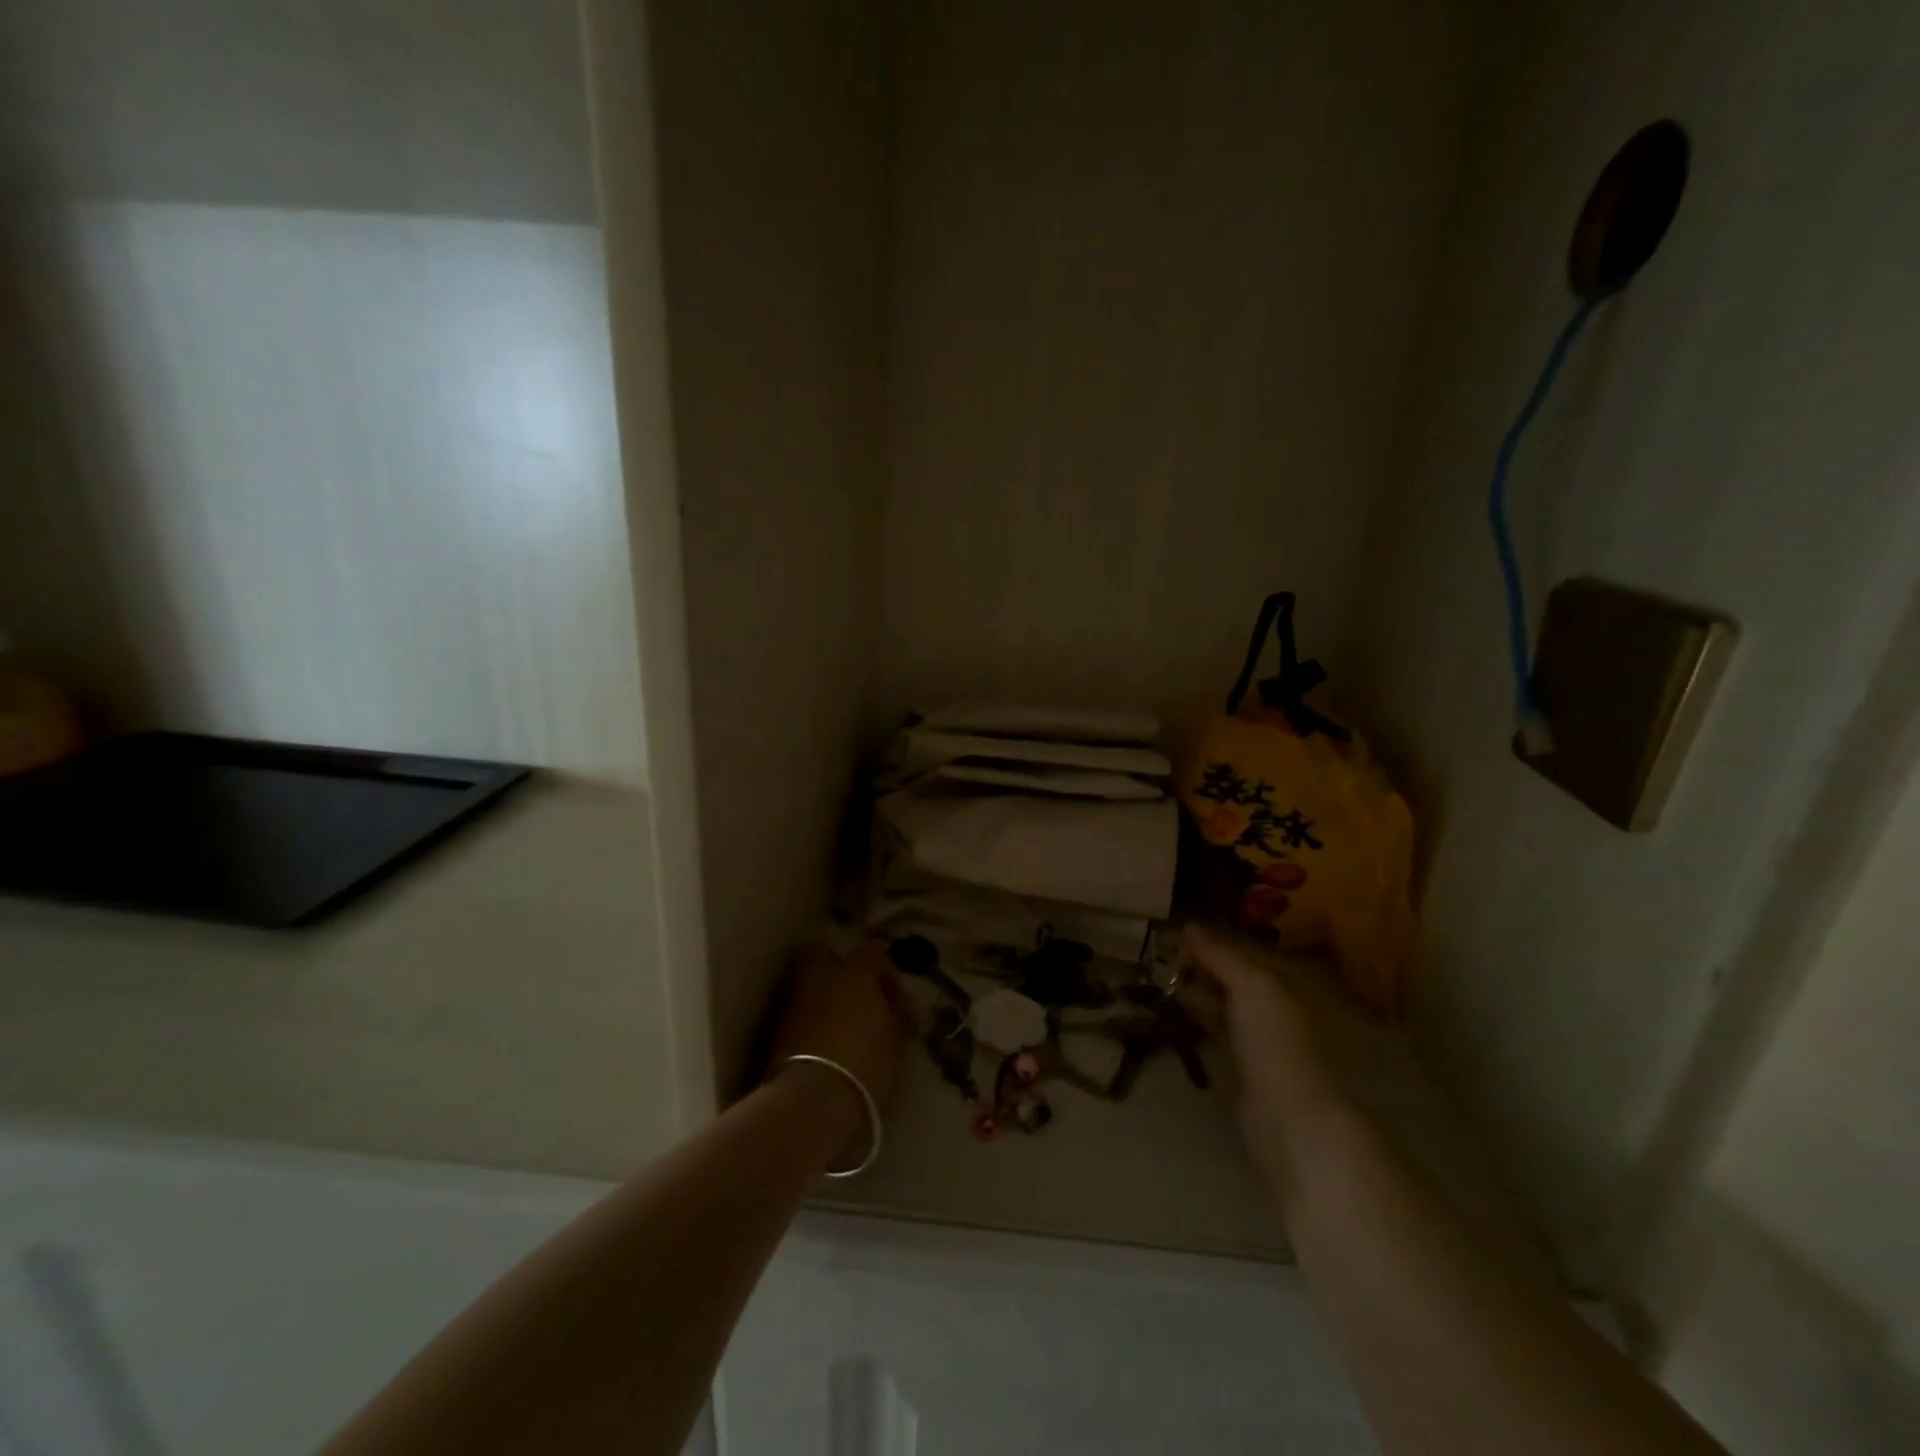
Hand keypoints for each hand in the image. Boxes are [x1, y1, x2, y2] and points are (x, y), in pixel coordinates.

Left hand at [767, 941, 909, 1161]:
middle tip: (850, 992)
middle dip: (833, 964)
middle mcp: (819, 977)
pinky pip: (793, 1011)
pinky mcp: (773, 1029)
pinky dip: (804, 1019)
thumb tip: (896, 1003)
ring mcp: (792, 1001)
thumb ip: (897, 1015)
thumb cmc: (865, 1065)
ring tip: (835, 1024)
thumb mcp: (895, 1041)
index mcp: (855, 973)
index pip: (872, 951)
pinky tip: (818, 1042)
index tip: (891, 997)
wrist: (811, 1101)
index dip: (883, 971)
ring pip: (803, 982)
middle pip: (819, 951)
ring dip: (818, 995)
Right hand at [1181, 926, 1351, 1195]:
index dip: (1208, 945)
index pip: (1238, 956)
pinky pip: (1214, 1035)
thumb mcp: (1249, 987)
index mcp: (1277, 987)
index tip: (1171, 935)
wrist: (1288, 1118)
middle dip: (1198, 968)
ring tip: (1157, 981)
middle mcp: (1269, 1011)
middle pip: (1229, 981)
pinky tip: (1172, 1015)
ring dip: (1192, 993)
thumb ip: (1220, 957)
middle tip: (1156, 958)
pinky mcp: (1240, 1072)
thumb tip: (1189, 925)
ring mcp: (1255, 1043)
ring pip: (1220, 1007)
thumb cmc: (1272, 1041)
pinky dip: (1195, 1021)